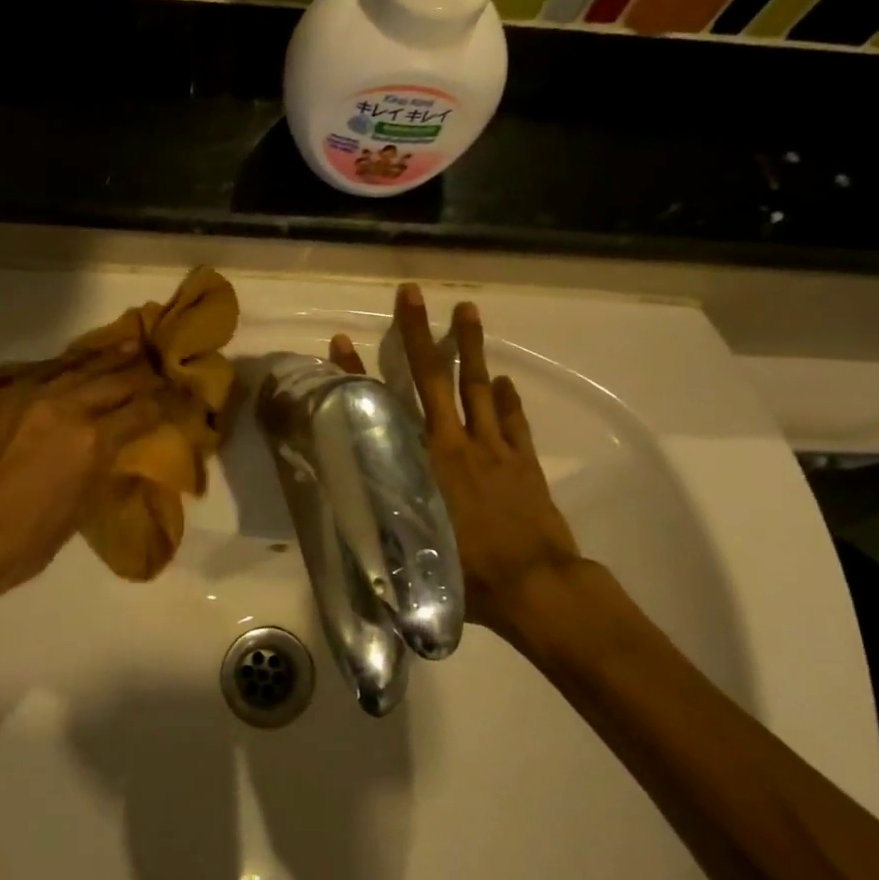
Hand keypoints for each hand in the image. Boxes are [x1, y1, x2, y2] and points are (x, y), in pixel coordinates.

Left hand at [0, 342, 162, 628]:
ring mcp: (24, 395)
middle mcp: (63, 406)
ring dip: (106, 358)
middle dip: (141, 373)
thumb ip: (100, 468)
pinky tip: (73, 365)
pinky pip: (37, 372)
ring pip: (76, 367)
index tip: (177, 396)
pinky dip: (62, 368)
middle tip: (159, 366)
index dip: (164, 403)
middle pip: (114, 379)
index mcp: (92, 441)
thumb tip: (115, 447)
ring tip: (130, 347)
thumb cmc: (21, 545)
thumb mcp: (78, 511)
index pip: (141, 411)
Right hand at [328, 284, 583, 636]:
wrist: (536, 586)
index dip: (357, 374)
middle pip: (432, 378)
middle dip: (418, 333)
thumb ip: (384, 526)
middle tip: (412, 293)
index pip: (381, 408)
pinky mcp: (524, 460)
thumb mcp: (411, 554)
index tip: (342, 342)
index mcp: (420, 463)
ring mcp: (494, 448)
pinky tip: (506, 380)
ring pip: (478, 386)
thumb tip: (352, 521)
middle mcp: (454, 444)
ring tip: (467, 309)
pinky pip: (514, 420)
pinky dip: (508, 398)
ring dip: (470, 346)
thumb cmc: (468, 575)